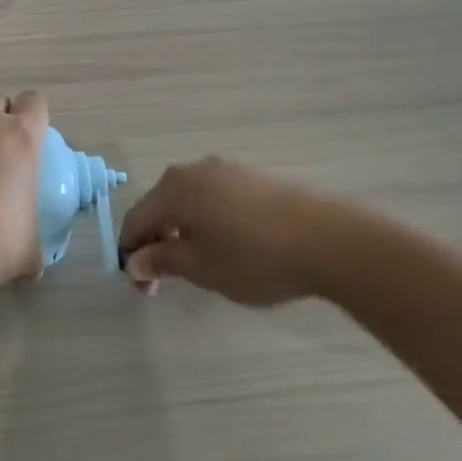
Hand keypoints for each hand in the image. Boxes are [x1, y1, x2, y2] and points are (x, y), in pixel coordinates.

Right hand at [118, 157, 362, 304]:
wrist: (328, 240)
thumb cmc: (253, 257)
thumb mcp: (201, 267)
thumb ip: (161, 261)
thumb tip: (134, 261)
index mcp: (173, 188)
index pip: (135, 221)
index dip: (132, 255)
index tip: (144, 290)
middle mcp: (193, 170)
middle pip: (160, 207)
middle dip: (157, 243)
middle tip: (168, 282)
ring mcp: (226, 170)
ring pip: (188, 202)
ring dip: (182, 233)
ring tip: (201, 266)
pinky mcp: (253, 178)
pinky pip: (215, 199)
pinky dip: (208, 222)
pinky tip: (229, 247)